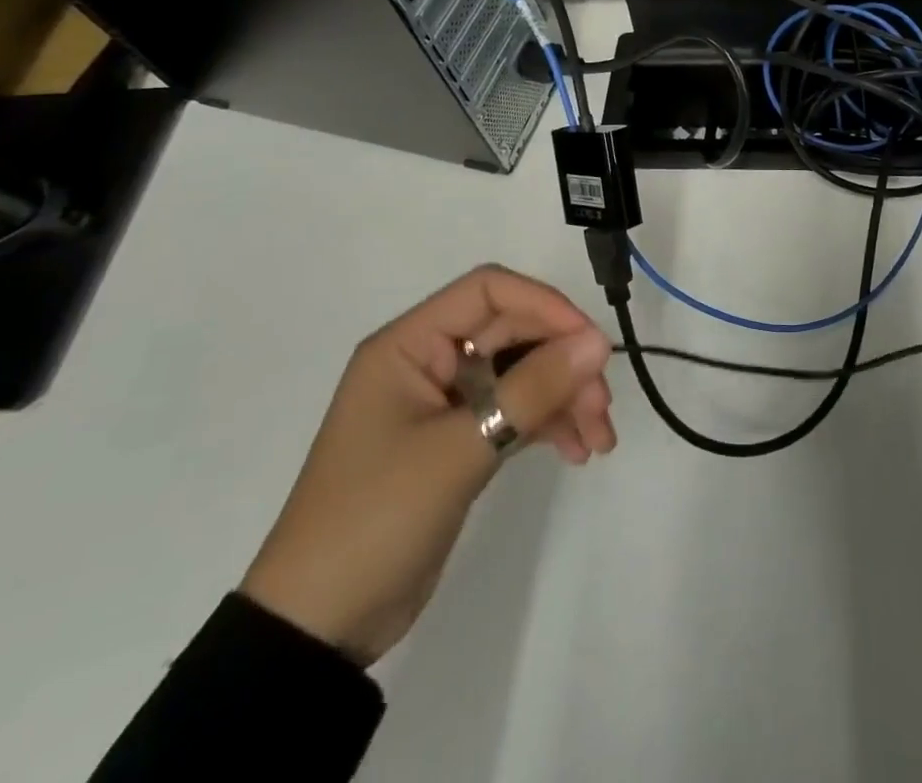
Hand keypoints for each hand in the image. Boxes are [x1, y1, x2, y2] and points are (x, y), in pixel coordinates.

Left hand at [241, 265, 615, 663]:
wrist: (319, 629)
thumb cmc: (376, 518)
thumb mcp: (460, 449)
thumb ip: (533, 389)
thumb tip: (598, 341)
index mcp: (410, 345)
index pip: (489, 291)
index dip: (545, 305)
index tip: (589, 343)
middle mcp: (429, 361)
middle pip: (514, 334)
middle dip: (564, 363)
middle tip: (601, 406)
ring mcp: (445, 402)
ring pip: (522, 372)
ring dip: (565, 396)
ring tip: (600, 439)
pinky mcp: (459, 440)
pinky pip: (515, 411)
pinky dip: (549, 423)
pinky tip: (578, 451)